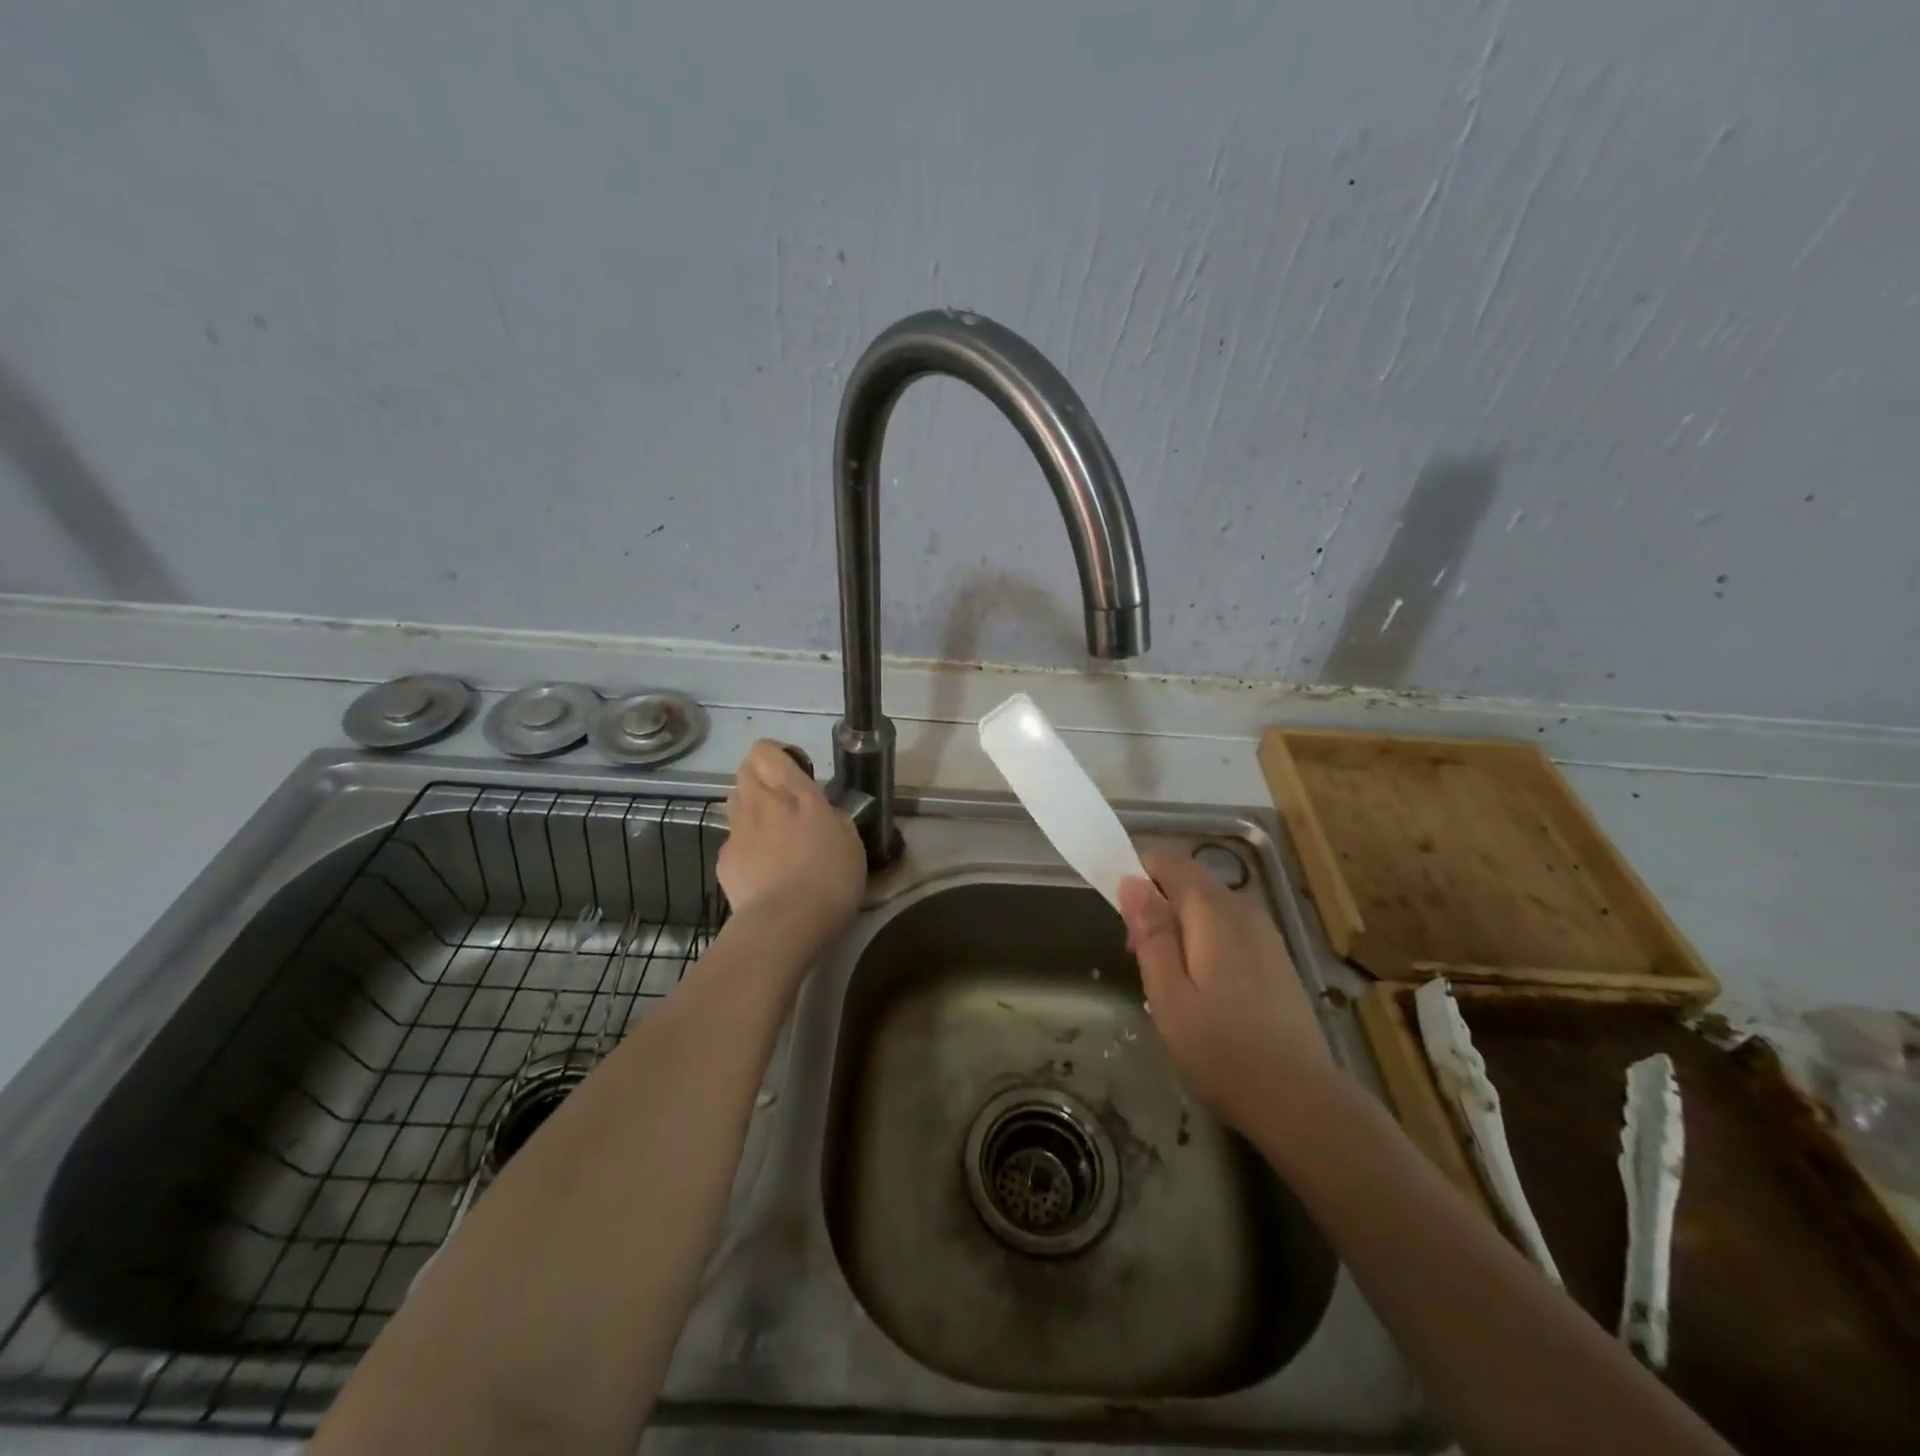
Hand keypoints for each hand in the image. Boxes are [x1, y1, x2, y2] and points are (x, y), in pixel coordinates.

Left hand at [719, 741, 865, 950]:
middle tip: (785, 803)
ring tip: (772, 836)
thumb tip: (826, 814)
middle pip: (745, 770)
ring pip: (735, 801)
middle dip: (761, 778)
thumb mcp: (852, 845)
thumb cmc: (829, 880)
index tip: (797, 773)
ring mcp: (738, 831)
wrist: (784, 925)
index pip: (767, 751)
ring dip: (751, 808)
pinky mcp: (724, 859)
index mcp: (796, 794)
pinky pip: (732, 840)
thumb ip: (836, 820)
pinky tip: (762, 870)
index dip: (777, 756)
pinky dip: (745, 846)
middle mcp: (761, 803)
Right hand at [1119, 849, 1333, 1133]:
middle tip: (1135, 953)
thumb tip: (1131, 880)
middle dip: (1155, 902)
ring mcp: (1265, 932)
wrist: (1299, 1101)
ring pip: (1209, 905)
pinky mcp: (1276, 956)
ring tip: (1164, 976)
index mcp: (1213, 912)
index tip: (1115, 906)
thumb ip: (1151, 932)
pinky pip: (1228, 926)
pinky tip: (1200, 985)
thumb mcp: (1169, 994)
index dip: (1137, 871)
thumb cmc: (1221, 1051)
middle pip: (1190, 881)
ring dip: (1178, 922)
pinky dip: (1203, 938)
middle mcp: (1243, 909)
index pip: (1170, 861)